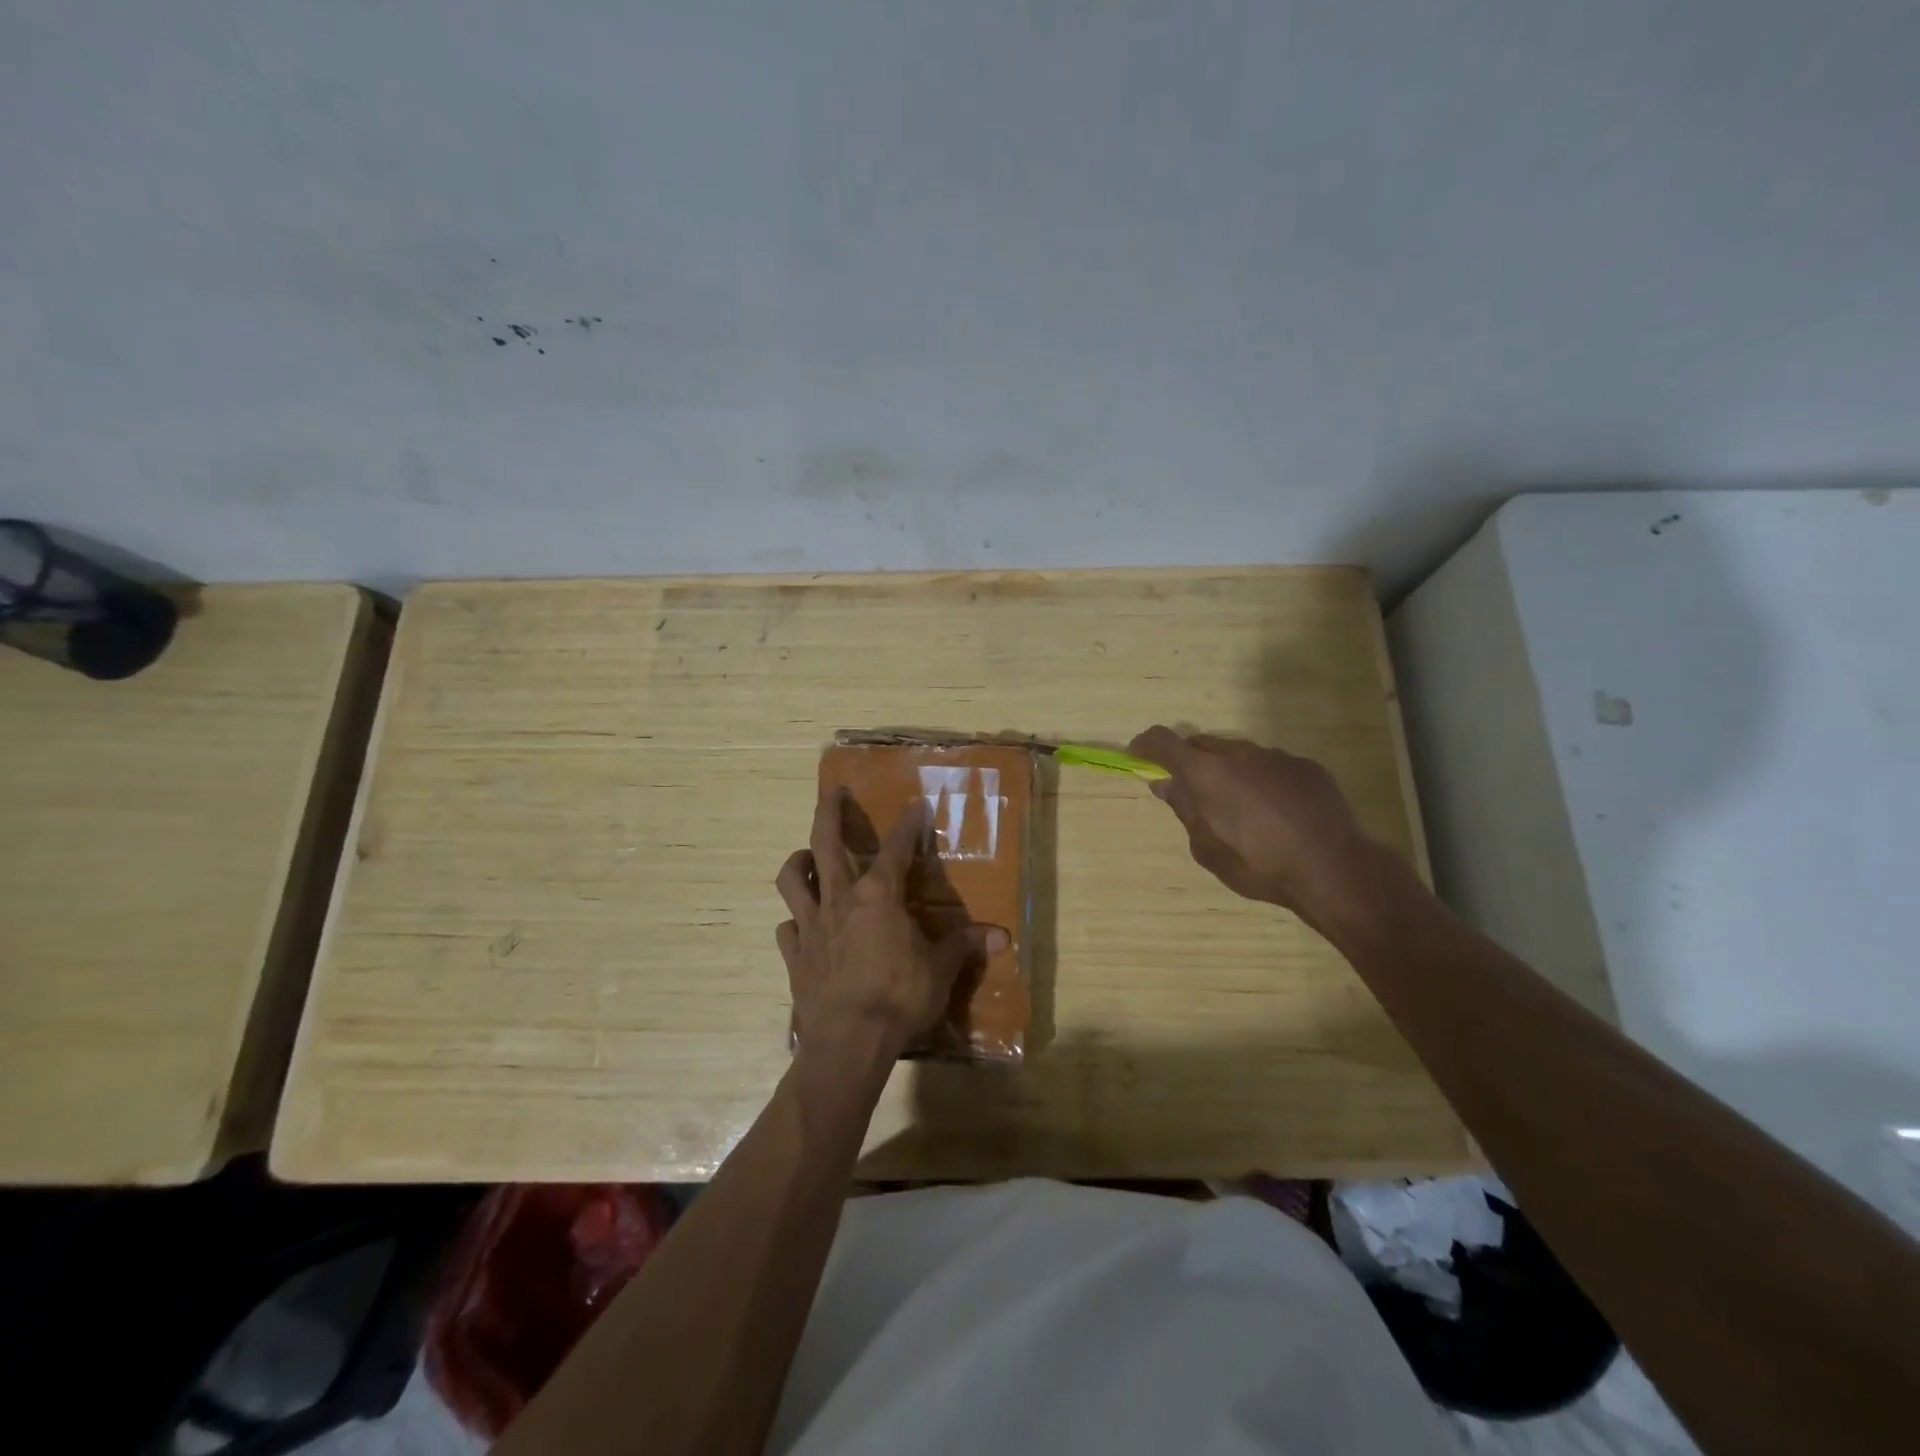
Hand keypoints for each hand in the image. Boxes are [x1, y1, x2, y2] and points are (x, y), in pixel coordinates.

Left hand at [775, 788, 1007, 1059]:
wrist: (848, 1041)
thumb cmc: (899, 997)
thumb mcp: (940, 970)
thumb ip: (964, 947)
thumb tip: (1002, 937)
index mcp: (879, 895)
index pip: (897, 848)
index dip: (908, 824)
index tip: (916, 804)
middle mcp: (840, 899)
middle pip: (826, 842)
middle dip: (830, 812)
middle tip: (833, 792)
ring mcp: (811, 925)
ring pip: (793, 879)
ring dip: (799, 862)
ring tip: (807, 857)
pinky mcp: (794, 955)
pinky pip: (787, 928)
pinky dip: (794, 921)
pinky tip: (801, 925)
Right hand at [1128, 725, 1387, 919]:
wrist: (1332, 868)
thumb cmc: (1258, 864)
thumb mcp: (1207, 848)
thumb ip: (1184, 809)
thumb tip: (1165, 784)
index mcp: (1205, 773)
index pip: (1163, 741)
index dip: (1145, 744)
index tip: (1138, 755)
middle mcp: (1237, 754)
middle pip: (1202, 744)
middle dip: (1190, 761)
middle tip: (1192, 791)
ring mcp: (1275, 756)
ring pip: (1238, 754)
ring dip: (1228, 771)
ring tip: (1240, 807)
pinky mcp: (1305, 766)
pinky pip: (1271, 765)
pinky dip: (1262, 780)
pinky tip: (1276, 811)